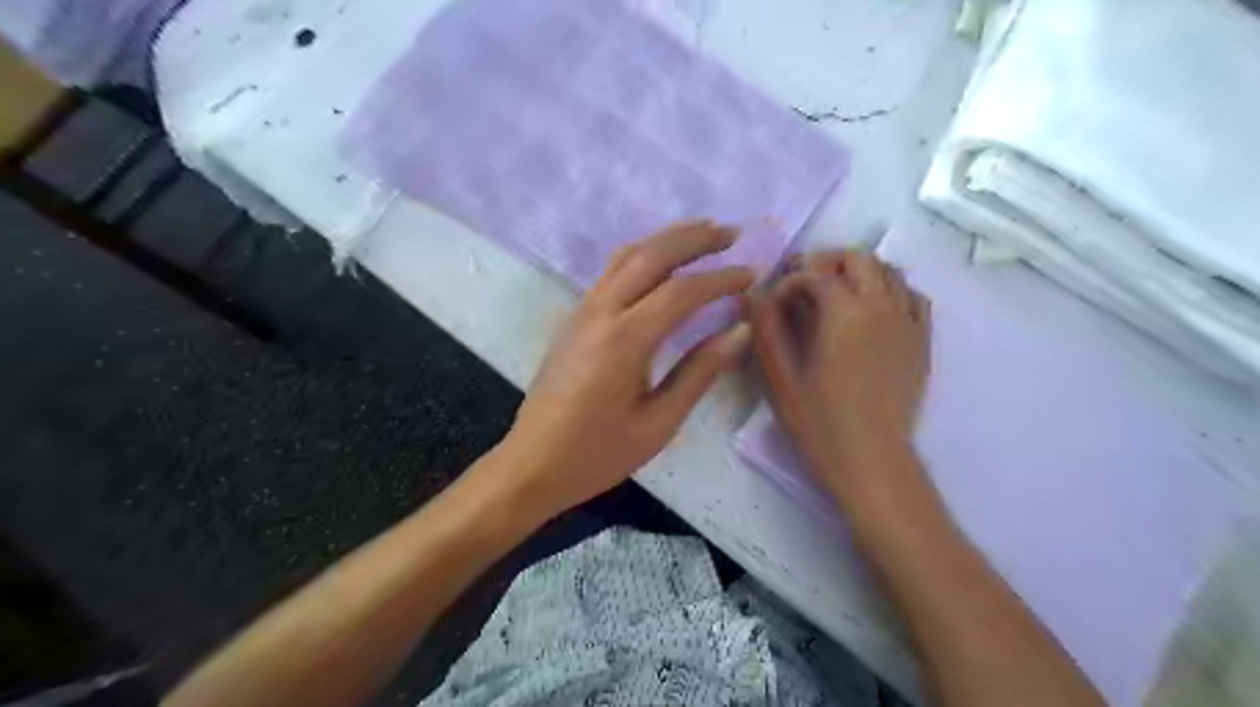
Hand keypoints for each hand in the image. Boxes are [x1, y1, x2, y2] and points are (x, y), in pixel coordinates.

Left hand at [499, 220, 751, 517]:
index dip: (721, 279)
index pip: (682, 291)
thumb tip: (739, 331)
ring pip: (627, 255)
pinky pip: (612, 270)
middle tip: (732, 232)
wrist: (533, 463)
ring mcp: (582, 311)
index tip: (752, 275)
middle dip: (694, 238)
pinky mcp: (575, 318)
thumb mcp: (658, 422)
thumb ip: (699, 372)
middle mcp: (601, 312)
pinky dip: (644, 254)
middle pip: (651, 255)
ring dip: (667, 238)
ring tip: (703, 232)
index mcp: (624, 339)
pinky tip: (662, 263)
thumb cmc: (598, 452)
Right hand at [752, 253, 929, 503]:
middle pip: (858, 258)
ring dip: (859, 272)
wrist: (870, 458)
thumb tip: (757, 294)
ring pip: (889, 271)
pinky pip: (913, 296)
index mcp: (844, 313)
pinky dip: (891, 290)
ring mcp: (907, 322)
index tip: (775, 301)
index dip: (790, 280)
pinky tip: (873, 310)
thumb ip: (767, 328)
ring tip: (836, 294)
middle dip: (827, 262)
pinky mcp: (921, 340)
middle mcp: (881, 306)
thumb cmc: (819, 421)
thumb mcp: (780, 375)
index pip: (815, 273)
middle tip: (804, 284)